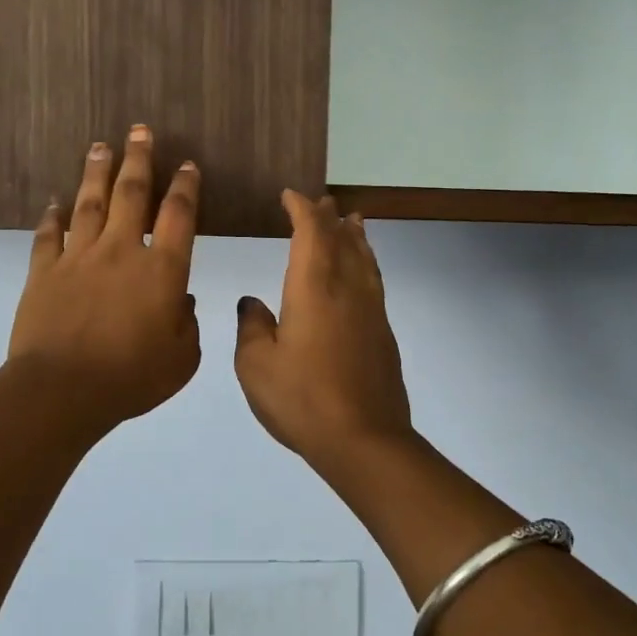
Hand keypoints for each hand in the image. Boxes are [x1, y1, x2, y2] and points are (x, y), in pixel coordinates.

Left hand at [7, 126, 201, 435]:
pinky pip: (49, 235)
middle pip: (132, 193)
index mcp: (162, 270)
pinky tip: (54, 202)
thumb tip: (182, 300)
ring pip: (90, 203)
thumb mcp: (182, 359)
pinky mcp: (45, 271)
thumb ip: (187, 324)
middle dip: (139, 159)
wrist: (63, 390)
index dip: (185, 187)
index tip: (187, 164)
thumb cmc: (132, 377)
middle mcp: (122, 251)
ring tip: (100, 145)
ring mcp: (79, 257)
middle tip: (140, 130)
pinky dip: (52, 217)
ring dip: (97, 172)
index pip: (178, 216)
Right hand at [234, 191, 413, 458]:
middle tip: (322, 201)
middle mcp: (346, 288)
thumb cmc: (302, 399)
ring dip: (355, 235)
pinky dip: (366, 262)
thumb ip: (253, 327)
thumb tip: (253, 303)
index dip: (301, 209)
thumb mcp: (256, 365)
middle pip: (342, 239)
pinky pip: (374, 280)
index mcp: (313, 287)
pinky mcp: (383, 332)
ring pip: (364, 258)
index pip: (311, 232)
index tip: (290, 196)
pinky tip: (362, 271)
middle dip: (329, 217)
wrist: (364, 439)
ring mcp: (370, 310)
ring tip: (352, 220)